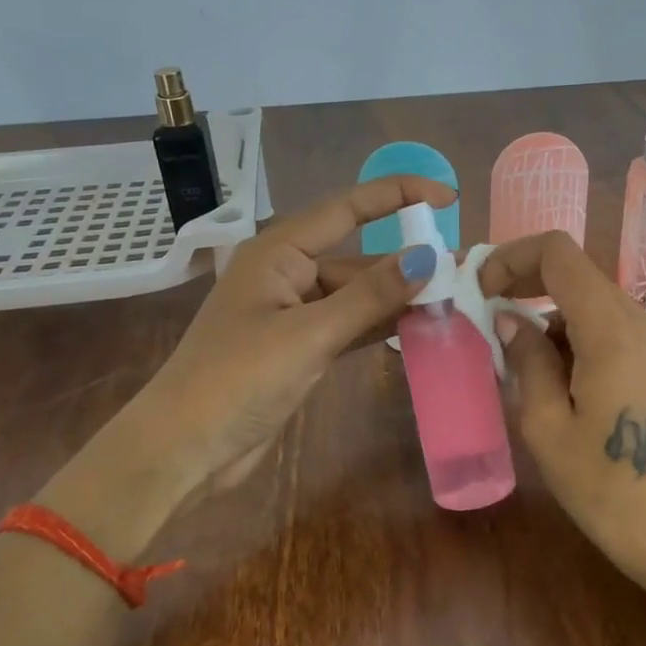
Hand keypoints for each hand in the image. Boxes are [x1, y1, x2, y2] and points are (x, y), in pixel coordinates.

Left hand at [47, 177, 453, 555]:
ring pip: (356, 293)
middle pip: (357, 255)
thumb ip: (370, 296)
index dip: (399, 195)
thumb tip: (428, 257)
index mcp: (278, 251)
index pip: (347, 207)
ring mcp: (292, 312)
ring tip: (451, 300)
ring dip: (397, 298)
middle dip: (406, 261)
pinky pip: (349, 323)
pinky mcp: (298, 347)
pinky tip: (417, 328)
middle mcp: (286, 273)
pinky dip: (380, 325)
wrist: (182, 449)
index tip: (448, 198)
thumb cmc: (236, 380)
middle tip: (462, 270)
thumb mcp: (309, 335)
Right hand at [476, 231, 645, 590]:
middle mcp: (642, 321)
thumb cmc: (607, 488)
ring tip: (517, 366)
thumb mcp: (547, 426)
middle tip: (487, 323)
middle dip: (525, 287)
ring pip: (592, 302)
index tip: (480, 290)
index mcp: (612, 330)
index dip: (512, 258)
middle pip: (576, 274)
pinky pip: (610, 328)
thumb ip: (526, 360)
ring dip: (549, 318)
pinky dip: (574, 337)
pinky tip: (555, 382)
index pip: (559, 254)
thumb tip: (508, 320)